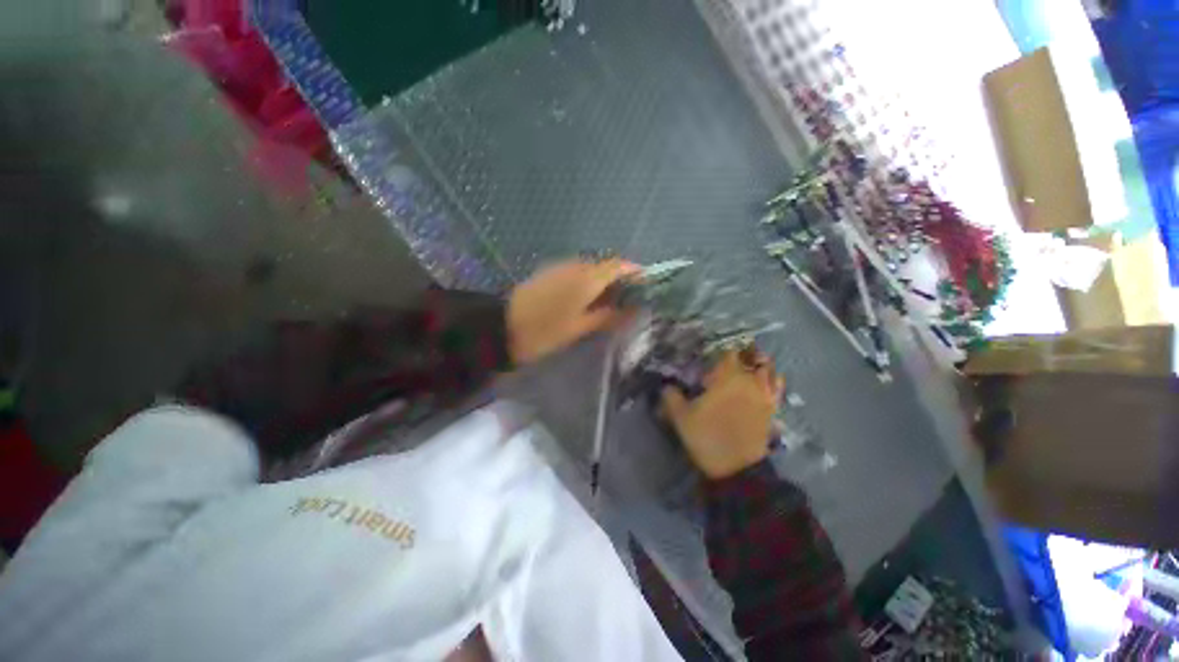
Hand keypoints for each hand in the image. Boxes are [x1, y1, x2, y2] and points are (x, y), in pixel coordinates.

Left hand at [507, 259, 638, 364]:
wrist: (503, 325)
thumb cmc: (546, 330)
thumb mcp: (580, 327)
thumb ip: (608, 316)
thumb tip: (632, 311)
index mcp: (587, 278)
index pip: (619, 266)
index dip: (635, 272)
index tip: (645, 286)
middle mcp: (576, 265)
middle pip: (605, 265)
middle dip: (620, 278)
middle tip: (628, 299)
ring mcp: (561, 266)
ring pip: (591, 267)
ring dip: (603, 279)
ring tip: (609, 301)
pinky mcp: (550, 271)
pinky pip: (576, 271)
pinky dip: (588, 280)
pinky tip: (587, 298)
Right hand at [662, 349, 784, 479]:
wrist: (736, 468)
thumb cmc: (706, 436)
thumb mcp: (680, 417)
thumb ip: (671, 396)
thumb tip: (666, 385)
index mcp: (726, 377)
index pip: (728, 352)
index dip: (721, 349)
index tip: (712, 352)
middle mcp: (749, 380)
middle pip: (752, 356)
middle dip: (742, 352)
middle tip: (729, 356)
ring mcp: (764, 394)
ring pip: (768, 368)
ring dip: (759, 363)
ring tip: (748, 365)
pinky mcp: (772, 408)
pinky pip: (777, 386)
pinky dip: (773, 379)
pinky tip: (765, 381)